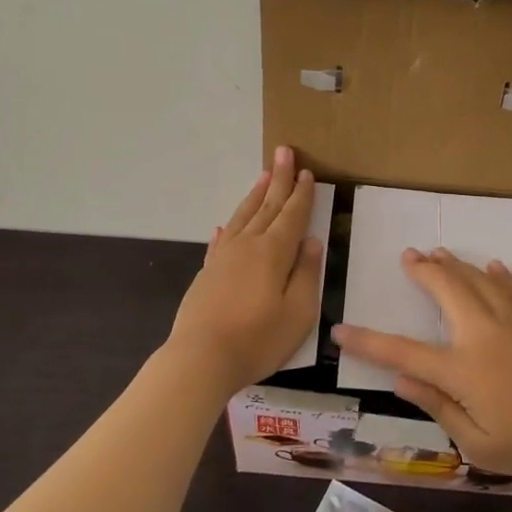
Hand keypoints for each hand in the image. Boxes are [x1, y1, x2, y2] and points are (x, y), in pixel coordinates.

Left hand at [167, 146, 324, 392]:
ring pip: (243, 217)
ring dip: (255, 195)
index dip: (301, 193)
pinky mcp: (207, 273)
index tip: (306, 171)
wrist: (200, 359)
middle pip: (267, 206)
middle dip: (278, 179)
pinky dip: (228, 228)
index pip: (292, 215)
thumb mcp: (298, 312)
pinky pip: (220, 241)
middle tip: (284, 152)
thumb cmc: (257, 339)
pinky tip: (226, 224)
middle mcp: (247, 246)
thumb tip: (311, 242)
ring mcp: (223, 258)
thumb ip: (306, 274)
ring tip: (262, 175)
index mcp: (274, 253)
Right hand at [332, 247, 511, 481]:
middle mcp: (483, 332)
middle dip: (421, 271)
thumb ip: (438, 407)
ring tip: (436, 253)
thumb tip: (400, 381)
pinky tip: (491, 266)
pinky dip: (497, 274)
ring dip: (453, 264)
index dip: (368, 342)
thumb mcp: (479, 443)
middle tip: (407, 256)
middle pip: (445, 289)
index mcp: (463, 368)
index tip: (341, 330)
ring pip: (476, 279)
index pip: (403, 352)